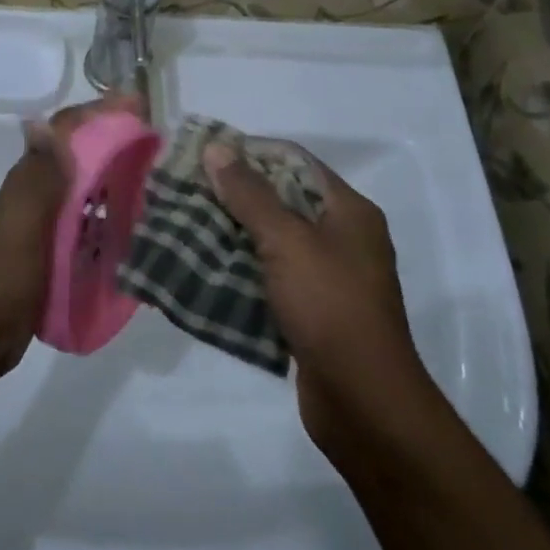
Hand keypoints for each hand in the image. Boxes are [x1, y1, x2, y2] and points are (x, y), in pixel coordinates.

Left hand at [0, 94, 145, 381]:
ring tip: (158, 181)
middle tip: (157, 144)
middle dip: (114, 142)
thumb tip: (43, 121)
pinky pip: (90, 222)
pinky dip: (112, 217)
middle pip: (81, 156)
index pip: (65, 131)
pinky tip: (138, 227)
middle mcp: (40, 192)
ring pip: (88, 188)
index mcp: (31, 178)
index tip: (137, 105)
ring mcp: (48, 222)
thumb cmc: (9, 270)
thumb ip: (40, 173)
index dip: (98, 113)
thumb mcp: (25, 219)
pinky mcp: (57, 249)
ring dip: (117, 179)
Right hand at [204, 142, 436, 458]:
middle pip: (282, 199)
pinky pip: (270, 275)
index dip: (251, 153)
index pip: (295, 162)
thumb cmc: (330, 306)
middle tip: (188, 190)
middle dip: (234, 194)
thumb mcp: (286, 241)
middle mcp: (342, 237)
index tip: (205, 155)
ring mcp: (328, 276)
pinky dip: (241, 267)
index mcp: (349, 211)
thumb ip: (250, 194)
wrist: (363, 402)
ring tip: (186, 224)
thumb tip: (217, 147)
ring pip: (272, 239)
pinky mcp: (312, 310)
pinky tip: (205, 267)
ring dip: (232, 232)